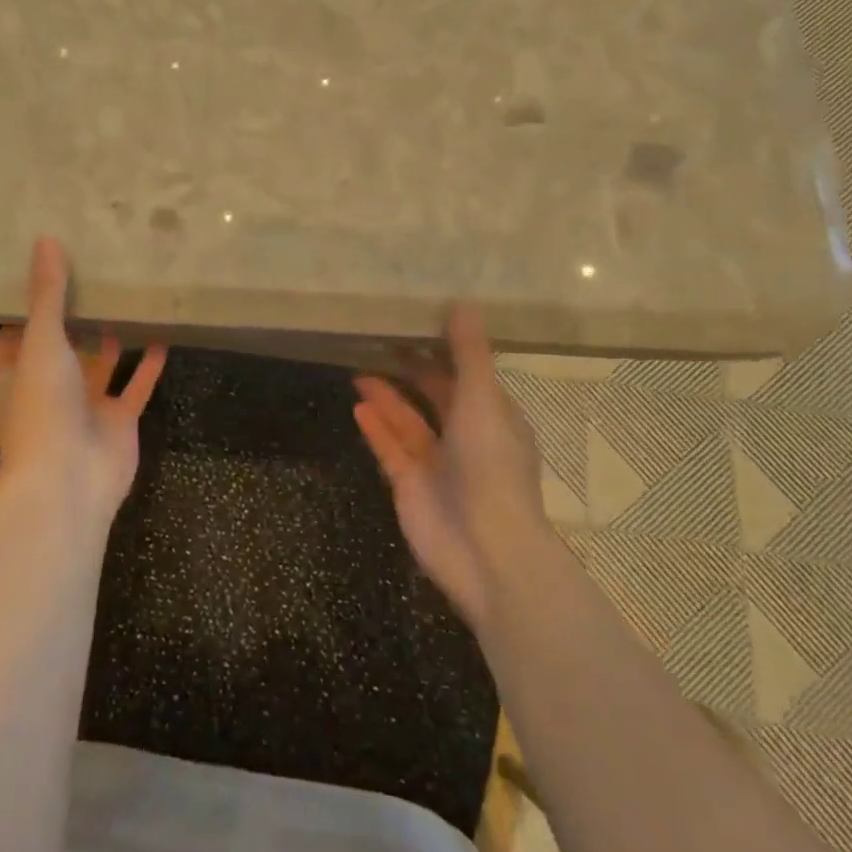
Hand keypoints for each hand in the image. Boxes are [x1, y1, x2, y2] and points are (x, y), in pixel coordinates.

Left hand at [0, 237, 167, 524]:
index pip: (13, 336)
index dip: (25, 309)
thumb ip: (47, 295)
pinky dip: (147, 366)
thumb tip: (44, 239)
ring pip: (99, 366)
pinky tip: (162, 336)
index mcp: (14, 375)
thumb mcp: (42, 343)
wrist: (69, 481)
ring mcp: (83, 407)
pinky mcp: (117, 421)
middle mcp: (47, 389)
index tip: (43, 274)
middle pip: (60, 348)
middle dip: (75, 319)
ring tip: (127, 299)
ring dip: (111, 339)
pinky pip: (134, 387)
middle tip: (94, 275)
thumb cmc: (42, 408)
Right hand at [353, 307, 553, 631]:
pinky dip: (376, 428)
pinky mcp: (410, 486)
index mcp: (494, 418)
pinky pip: (390, 449)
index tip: (416, 323)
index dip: (444, 351)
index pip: (467, 376)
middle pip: (434, 396)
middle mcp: (466, 438)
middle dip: (410, 371)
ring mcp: (437, 464)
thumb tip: (462, 302)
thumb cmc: (491, 466)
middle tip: (379, 341)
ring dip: (387, 397)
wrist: (484, 549)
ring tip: (358, 370)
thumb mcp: (483, 400)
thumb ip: (470, 354)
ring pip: (407, 421)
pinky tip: (358, 406)